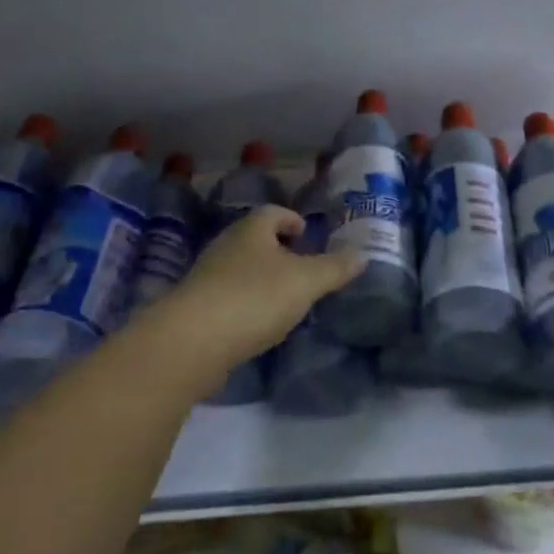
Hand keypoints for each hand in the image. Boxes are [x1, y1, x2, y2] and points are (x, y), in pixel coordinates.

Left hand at [148, 206, 363, 373]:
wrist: (191, 341)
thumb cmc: (254, 297)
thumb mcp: (305, 281)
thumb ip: (334, 268)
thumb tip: (362, 254)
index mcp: (251, 230)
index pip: (273, 212)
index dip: (291, 219)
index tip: (305, 232)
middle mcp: (225, 245)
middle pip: (254, 239)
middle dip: (277, 249)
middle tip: (301, 265)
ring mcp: (206, 277)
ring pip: (239, 268)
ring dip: (260, 277)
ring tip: (283, 297)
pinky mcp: (195, 308)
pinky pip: (226, 296)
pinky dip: (244, 302)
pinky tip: (256, 323)